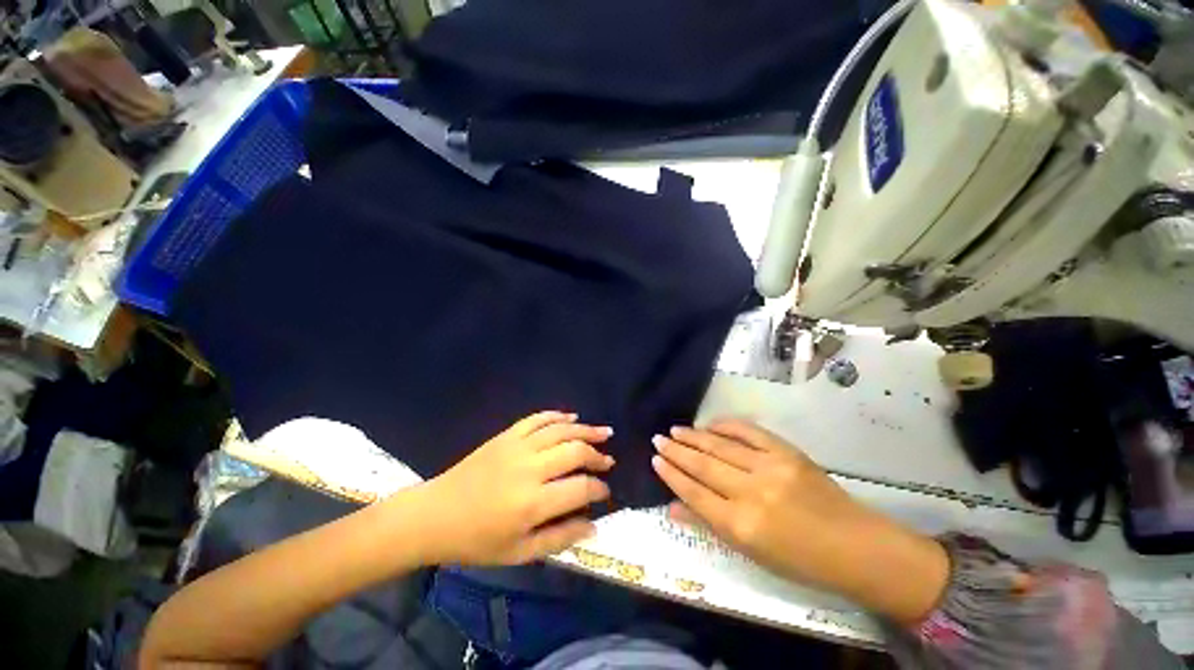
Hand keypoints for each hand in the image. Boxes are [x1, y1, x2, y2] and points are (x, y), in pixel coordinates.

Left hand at [403, 411, 613, 565]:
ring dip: (585, 430)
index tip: (605, 491)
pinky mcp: (506, 435)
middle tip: (608, 461)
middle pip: (575, 451)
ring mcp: (517, 447)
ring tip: (604, 432)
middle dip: (597, 455)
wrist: (435, 514)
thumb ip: (560, 538)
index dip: (599, 488)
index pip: (580, 488)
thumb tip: (594, 525)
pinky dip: (557, 415)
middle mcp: (529, 469)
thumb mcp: (519, 553)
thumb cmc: (477, 541)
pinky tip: (572, 417)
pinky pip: (537, 419)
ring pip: (561, 430)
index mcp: (532, 503)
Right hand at [652, 419, 948, 622]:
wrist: (855, 546)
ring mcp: (770, 467)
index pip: (694, 493)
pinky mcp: (786, 452)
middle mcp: (751, 493)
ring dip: (694, 436)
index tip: (655, 460)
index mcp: (741, 526)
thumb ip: (708, 525)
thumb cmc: (800, 560)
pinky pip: (749, 431)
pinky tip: (709, 424)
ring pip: (720, 446)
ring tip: (674, 430)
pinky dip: (726, 425)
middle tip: (658, 439)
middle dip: (675, 451)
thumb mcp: (750, 553)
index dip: (671, 475)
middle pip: (703, 466)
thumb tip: (672, 507)